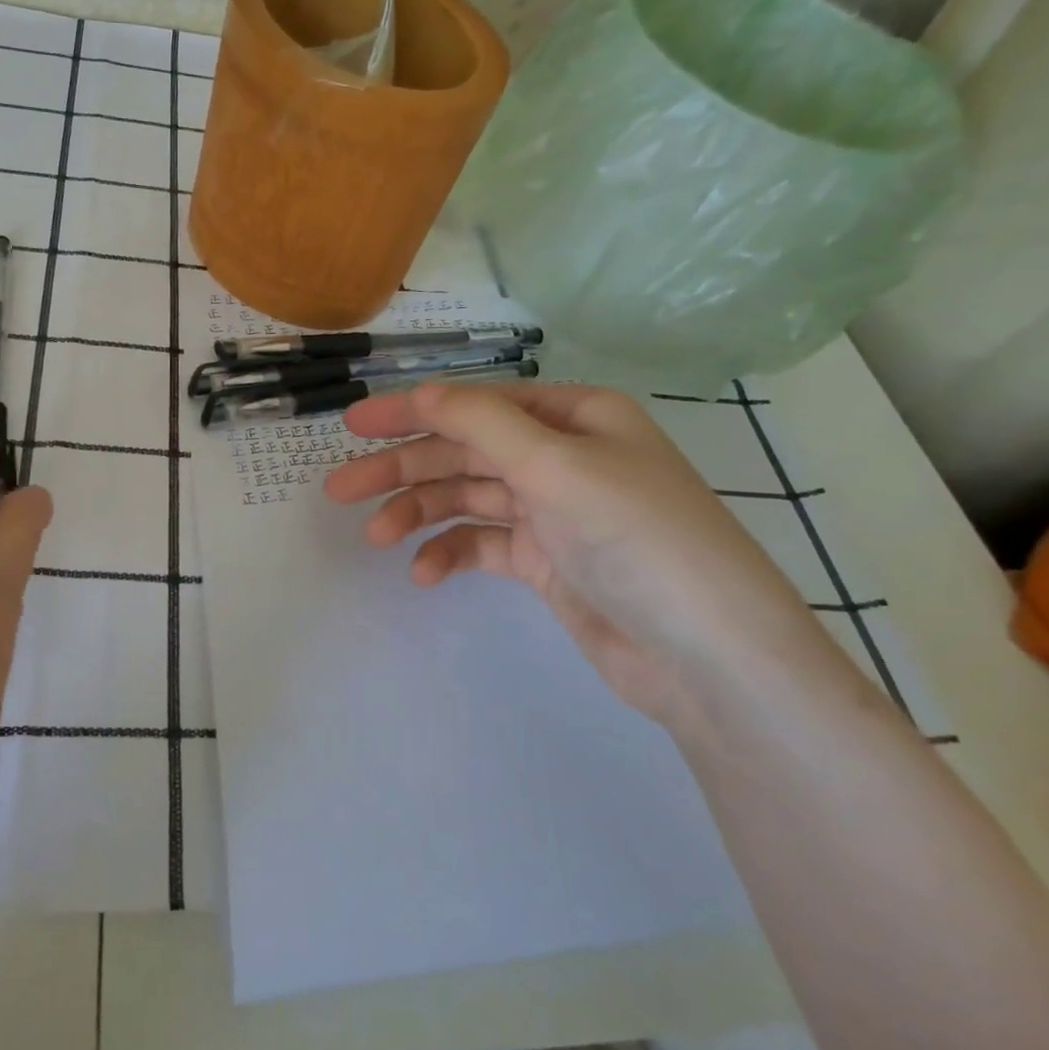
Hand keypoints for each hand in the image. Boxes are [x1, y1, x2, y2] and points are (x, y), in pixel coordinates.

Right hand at [324, 382, 824, 726]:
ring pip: (467, 498)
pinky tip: (425, 574)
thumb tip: (421, 392)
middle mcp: (561, 455)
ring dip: (420, 514)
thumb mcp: (554, 465)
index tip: (352, 427)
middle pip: (464, 452)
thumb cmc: (636, 537)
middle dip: (402, 469)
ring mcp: (554, 510)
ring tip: (376, 538)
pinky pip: (484, 544)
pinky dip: (452, 553)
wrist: (708, 657)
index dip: (411, 412)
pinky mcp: (548, 560)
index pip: (475, 404)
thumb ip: (480, 422)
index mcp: (572, 416)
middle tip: (340, 489)